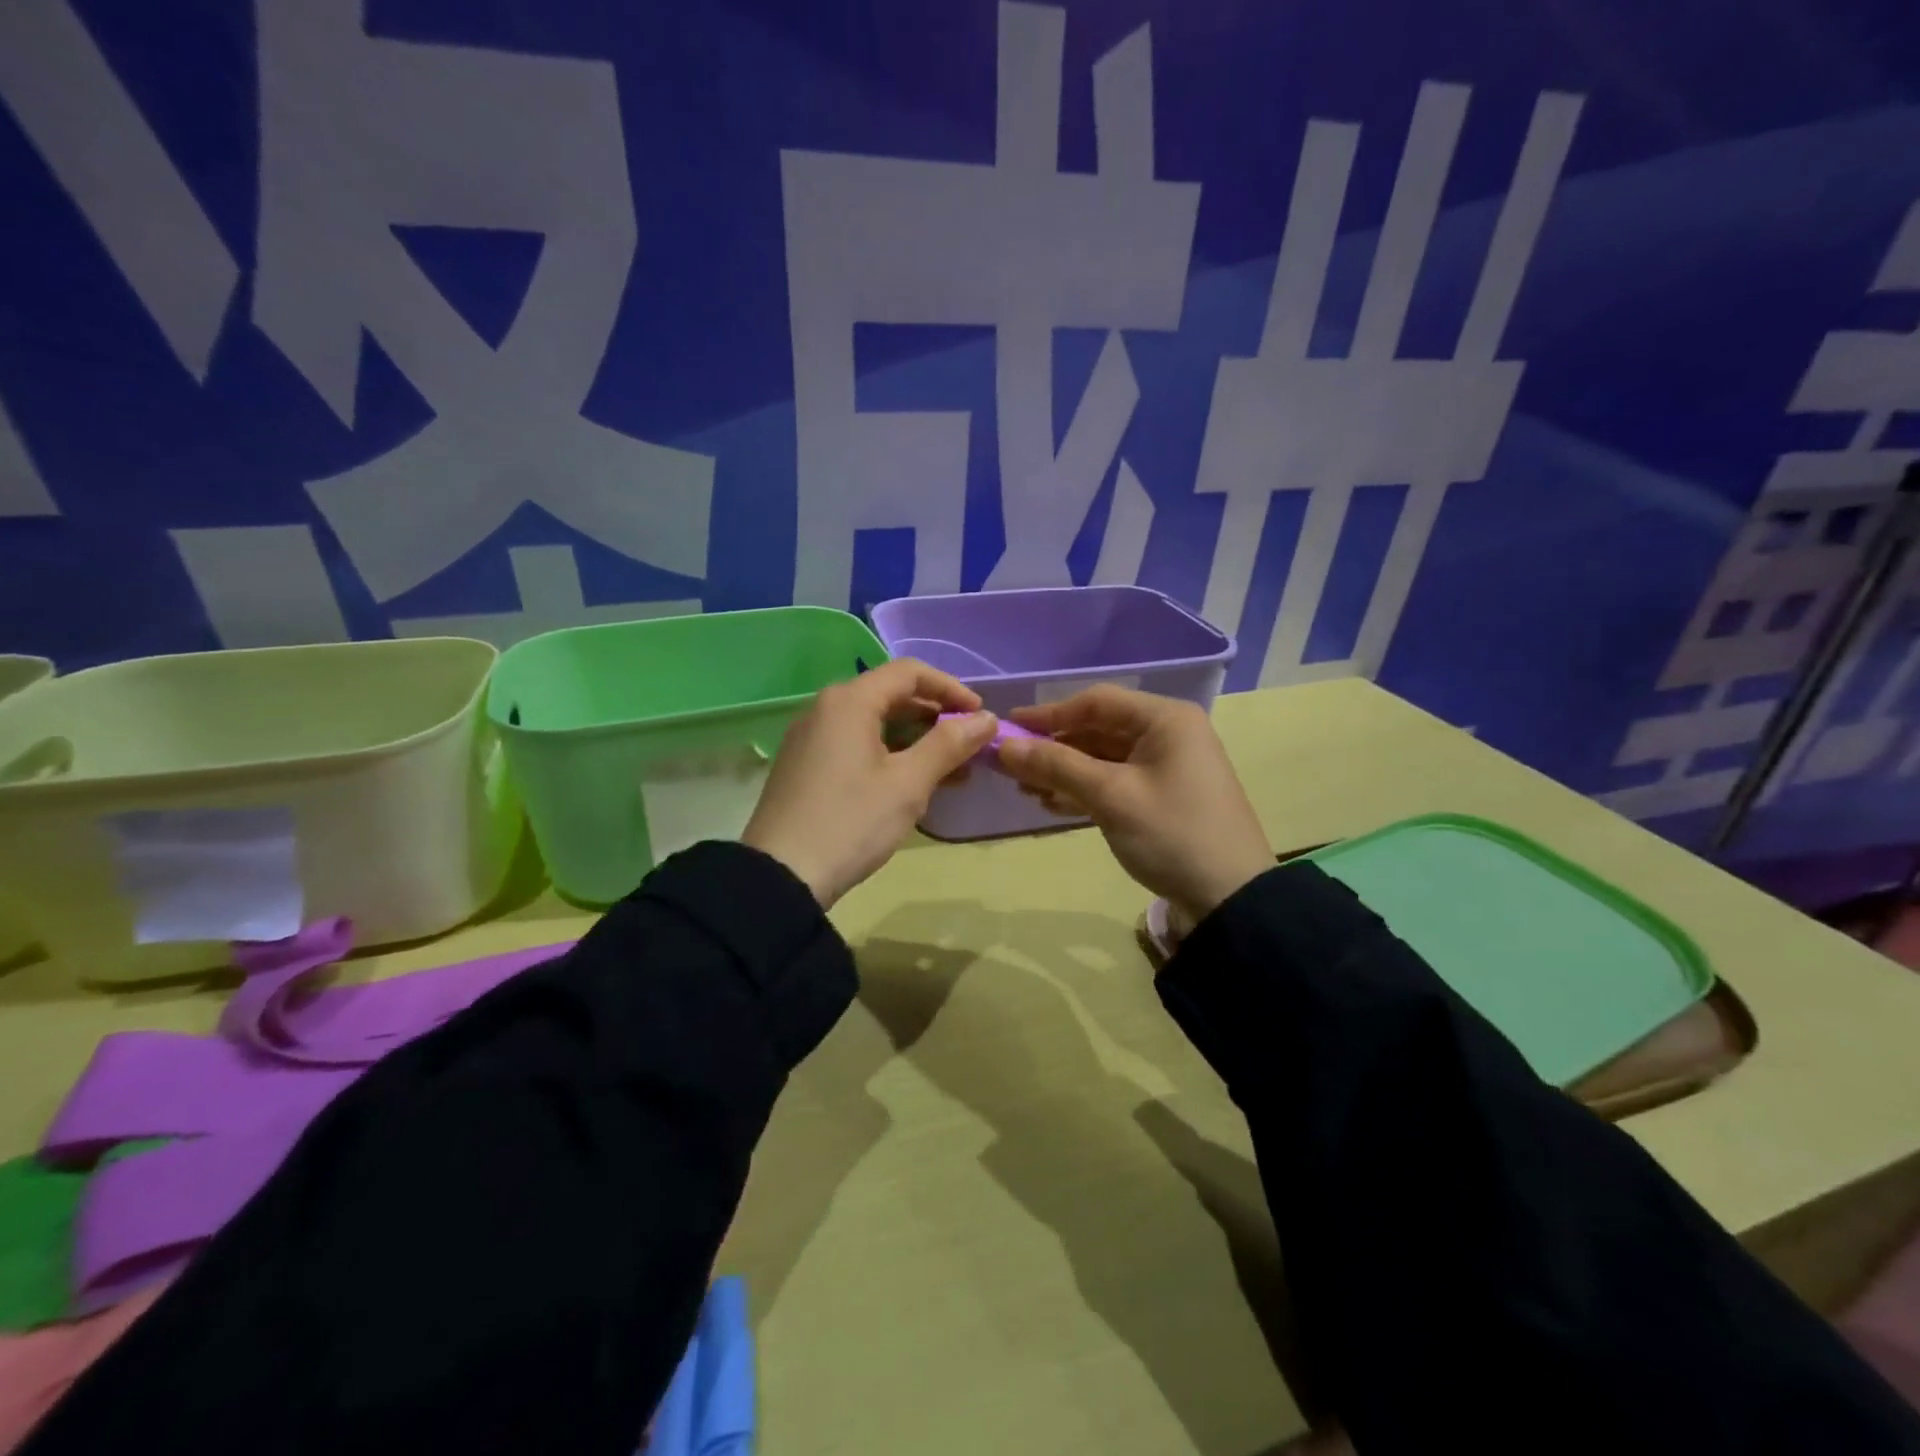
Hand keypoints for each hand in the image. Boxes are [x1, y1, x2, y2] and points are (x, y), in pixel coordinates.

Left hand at [742, 659, 996, 906]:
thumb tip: (986, 719)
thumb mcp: (908, 783)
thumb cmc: (851, 822)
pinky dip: (890, 754)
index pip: (910, 672)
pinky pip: (856, 744)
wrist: (780, 876)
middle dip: (935, 717)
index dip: (951, 688)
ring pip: (874, 723)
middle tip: (969, 745)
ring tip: (951, 771)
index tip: (980, 716)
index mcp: (849, 701)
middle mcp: (826, 708)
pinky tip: (913, 784)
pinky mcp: (805, 765)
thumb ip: (949, 745)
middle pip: (891, 695)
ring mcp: (811, 737)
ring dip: (916, 740)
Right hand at [996, 686, 1273, 927]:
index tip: (1009, 728)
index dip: (1049, 714)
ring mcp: (1166, 767)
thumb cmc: (1172, 834)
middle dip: (1054, 747)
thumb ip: (1056, 766)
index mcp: (1165, 719)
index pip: (1096, 702)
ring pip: (1103, 758)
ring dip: (1064, 771)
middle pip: (1098, 729)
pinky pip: (1114, 782)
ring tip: (1025, 789)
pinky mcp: (1161, 797)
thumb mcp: (1111, 796)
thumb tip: (1004, 746)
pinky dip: (1084, 790)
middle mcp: (1167, 735)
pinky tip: (1053, 804)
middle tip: (1011, 766)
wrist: (1230, 899)